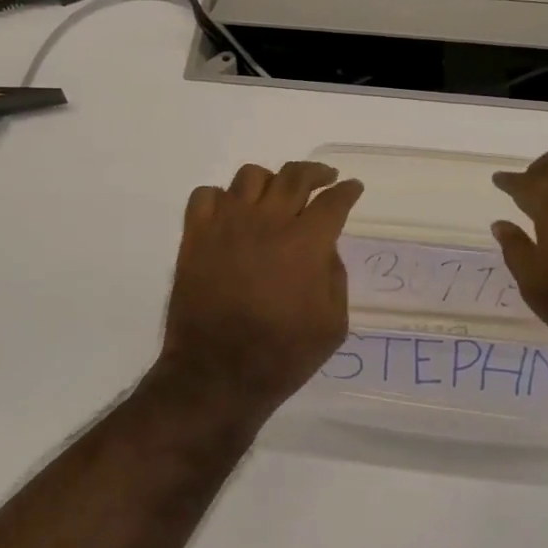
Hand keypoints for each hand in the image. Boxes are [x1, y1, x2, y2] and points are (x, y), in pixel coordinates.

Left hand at [155, 161, 364, 425]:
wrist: (217, 374)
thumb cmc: (282, 355)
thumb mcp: (332, 325)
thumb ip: (335, 277)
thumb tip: (325, 248)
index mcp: (305, 243)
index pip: (332, 202)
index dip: (347, 191)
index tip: (352, 188)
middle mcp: (267, 221)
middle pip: (294, 176)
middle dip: (316, 172)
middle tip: (324, 178)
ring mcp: (227, 224)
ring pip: (250, 176)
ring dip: (270, 181)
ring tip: (275, 195)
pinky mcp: (195, 235)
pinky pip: (206, 195)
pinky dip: (221, 198)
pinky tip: (230, 213)